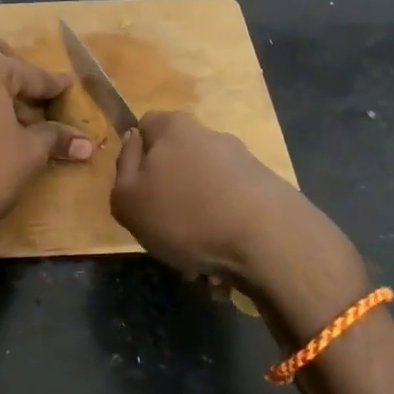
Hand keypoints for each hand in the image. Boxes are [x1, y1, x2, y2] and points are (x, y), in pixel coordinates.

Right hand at [111, 111, 367, 333]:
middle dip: (169, 195)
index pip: (145, 126)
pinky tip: (223, 266)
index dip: (136, 157)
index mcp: (173, 127)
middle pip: (177, 161)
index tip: (137, 190)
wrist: (271, 242)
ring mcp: (244, 163)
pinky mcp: (269, 191)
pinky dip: (223, 234)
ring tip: (196, 262)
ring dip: (197, 222)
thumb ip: (122, 167)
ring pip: (204, 192)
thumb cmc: (185, 215)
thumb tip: (133, 143)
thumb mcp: (127, 197)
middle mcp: (210, 135)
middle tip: (162, 231)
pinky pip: (232, 212)